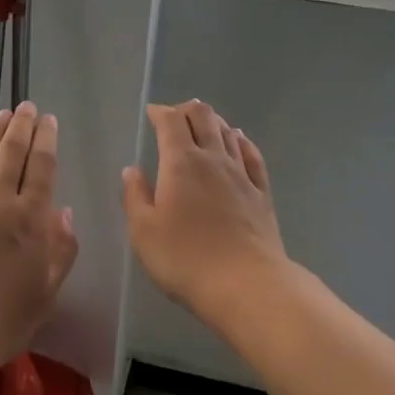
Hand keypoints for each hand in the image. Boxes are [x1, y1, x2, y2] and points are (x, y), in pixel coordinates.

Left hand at [0, 102, 78, 369]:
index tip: (49, 120)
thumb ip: (61, 249)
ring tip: (2, 115)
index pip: (41, 168)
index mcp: (29, 220)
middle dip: (21, 127)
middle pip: (11, 154)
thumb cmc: (4, 320)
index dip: (46, 140)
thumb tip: (64, 212)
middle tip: (26, 107)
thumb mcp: (48, 291)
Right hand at [123, 100, 288, 328]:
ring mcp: (242, 175)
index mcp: (181, 163)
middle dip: (187, 110)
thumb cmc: (184, 258)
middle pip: (204, 118)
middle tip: (175, 117)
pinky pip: (252, 155)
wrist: (246, 284)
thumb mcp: (143, 231)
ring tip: (202, 124)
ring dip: (213, 122)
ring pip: (228, 133)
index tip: (151, 113)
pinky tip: (239, 141)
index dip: (160, 112)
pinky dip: (241, 141)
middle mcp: (214, 159)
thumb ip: (135, 196)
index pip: (171, 122)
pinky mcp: (261, 194)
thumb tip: (132, 169)